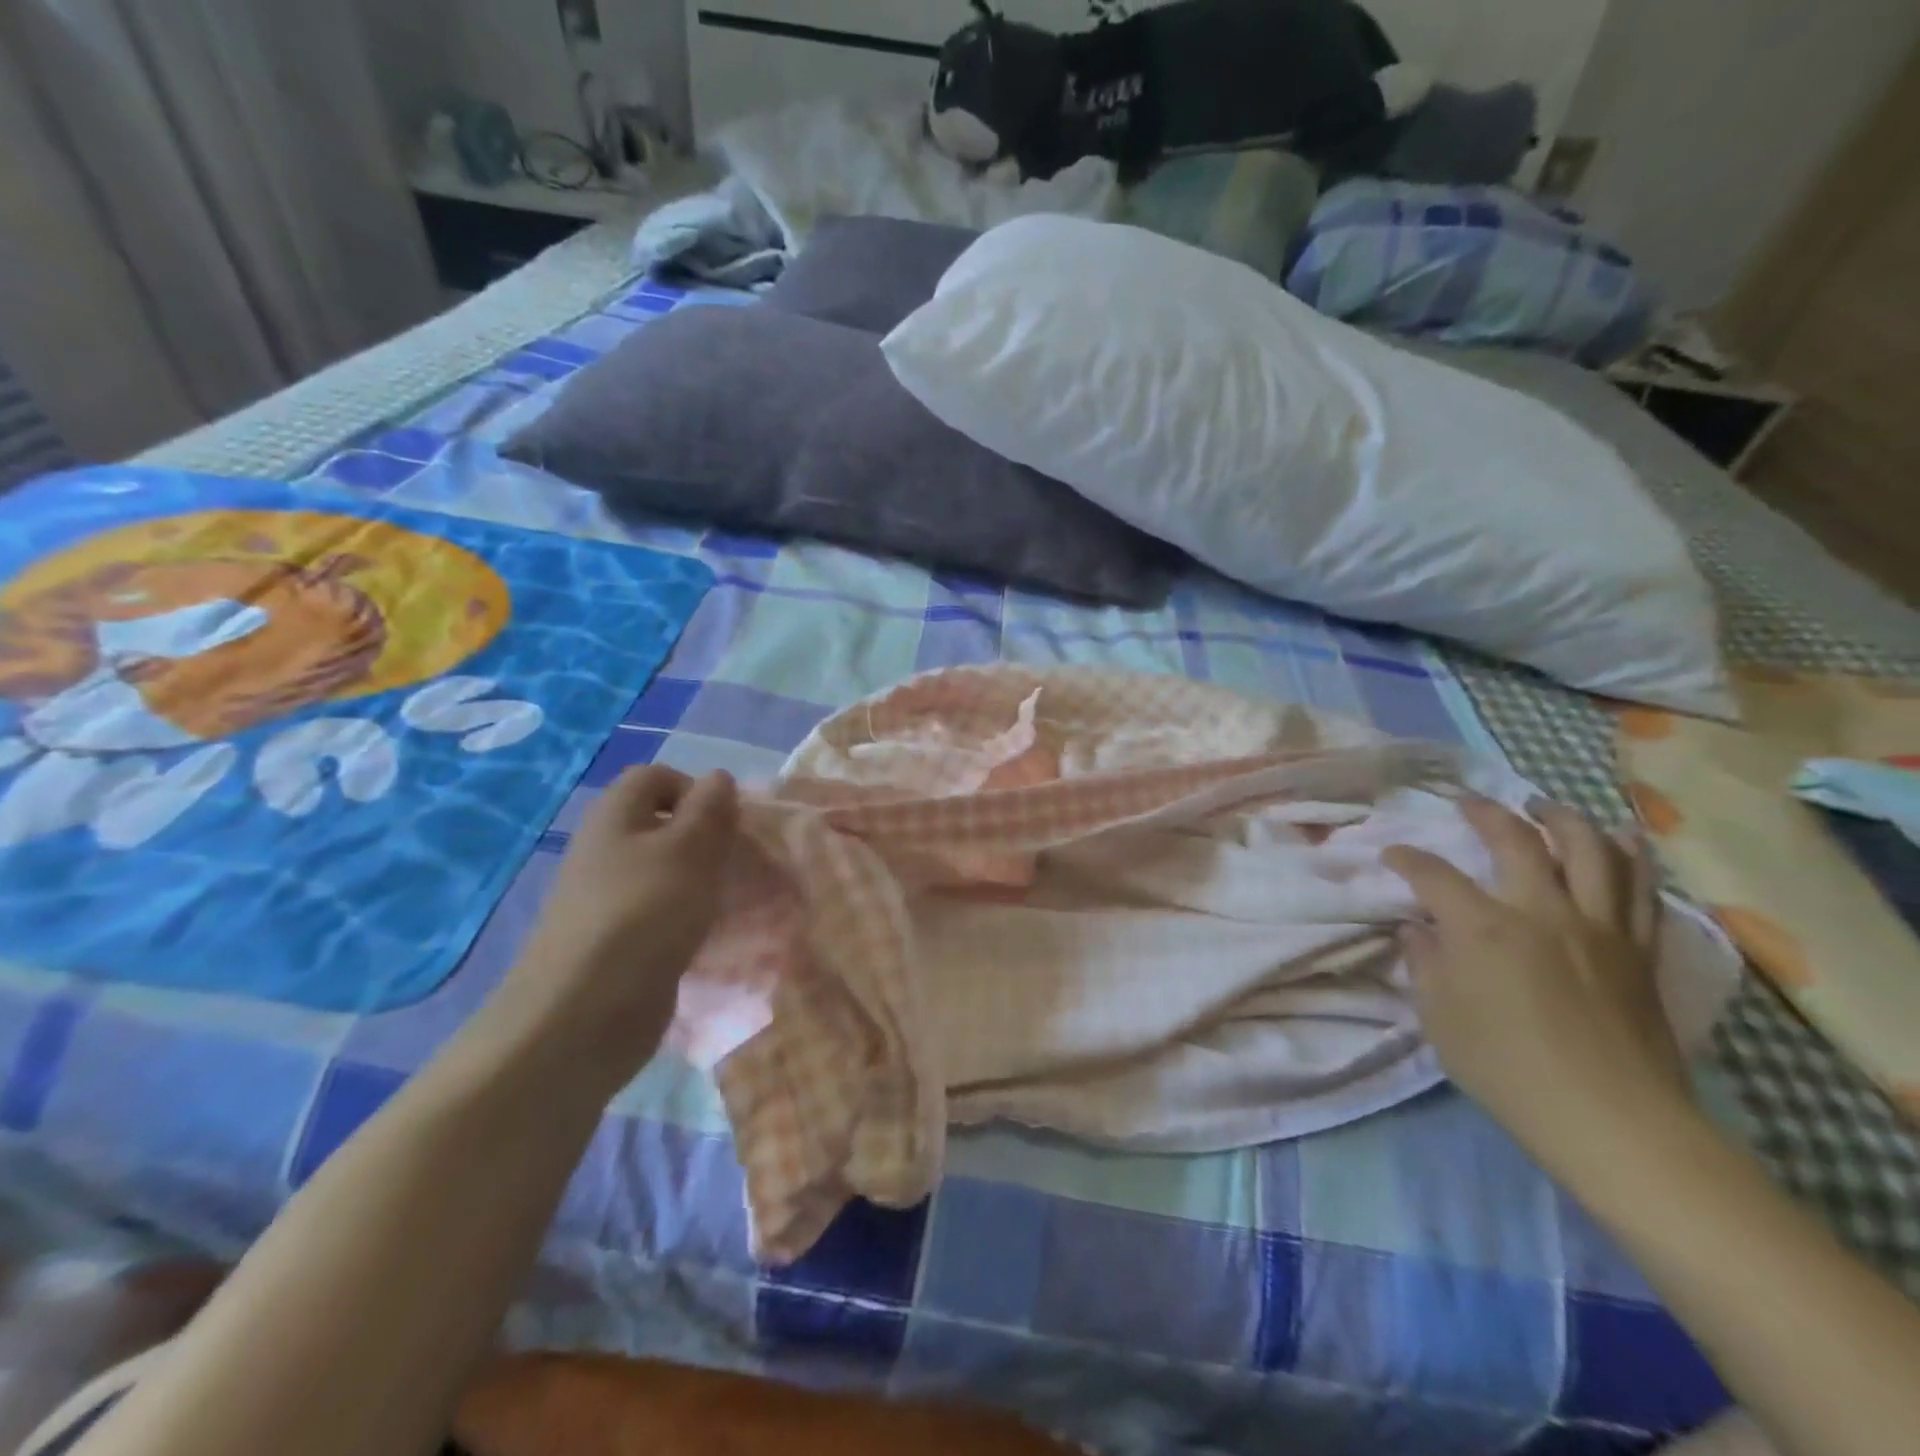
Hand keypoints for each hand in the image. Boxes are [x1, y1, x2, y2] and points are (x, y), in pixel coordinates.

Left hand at [482, 766, 738, 1094]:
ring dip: (704, 882)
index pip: (656, 777)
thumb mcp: (690, 849)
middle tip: (742, 865)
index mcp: (615, 817)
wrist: (584, 1014)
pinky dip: (689, 919)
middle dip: (709, 840)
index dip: (696, 789)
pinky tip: (713, 938)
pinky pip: (662, 915)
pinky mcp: (619, 943)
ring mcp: (609, 900)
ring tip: (736, 902)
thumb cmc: (643, 914)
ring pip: (667, 873)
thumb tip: (718, 777)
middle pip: (664, 826)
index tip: (729, 823)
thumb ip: (710, 809)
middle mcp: (607, 851)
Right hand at [1382, 796, 1690, 1162]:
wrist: (1613, 1121)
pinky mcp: (1639, 949)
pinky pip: (1641, 889)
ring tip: (1545, 806)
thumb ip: (1424, 964)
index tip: (1392, 855)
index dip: (1407, 859)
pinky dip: (1630, 855)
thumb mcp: (1440, 1018)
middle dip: (1487, 814)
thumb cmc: (1508, 1069)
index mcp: (1483, 928)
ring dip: (1564, 819)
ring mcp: (1599, 927)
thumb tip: (1418, 931)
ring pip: (1591, 850)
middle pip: (1518, 841)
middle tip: (1470, 802)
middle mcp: (1543, 911)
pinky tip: (1620, 840)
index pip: (1433, 875)